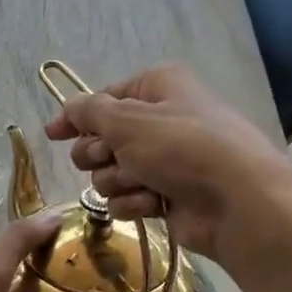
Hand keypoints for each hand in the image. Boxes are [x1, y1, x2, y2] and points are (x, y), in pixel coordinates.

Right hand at [44, 62, 291, 264]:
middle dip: (99, 154)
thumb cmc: (182, 148)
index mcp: (157, 88)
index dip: (76, 118)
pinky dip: (135, 202)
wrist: (237, 202)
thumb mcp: (127, 120)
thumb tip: (69, 107)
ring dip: (118, 181)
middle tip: (112, 158)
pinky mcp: (165, 195)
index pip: (103, 99)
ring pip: (110, 173)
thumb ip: (89, 112)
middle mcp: (160, 120)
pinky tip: (156, 203)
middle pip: (102, 139)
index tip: (53, 135)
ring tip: (143, 183)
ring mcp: (164, 161)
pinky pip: (128, 198)